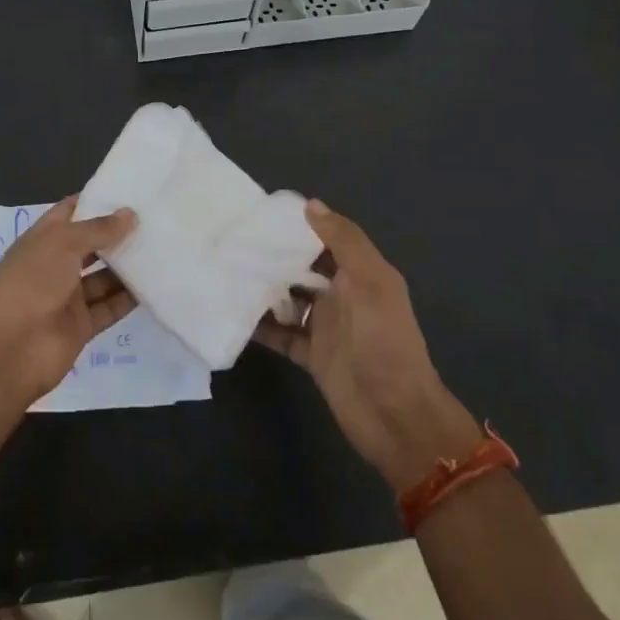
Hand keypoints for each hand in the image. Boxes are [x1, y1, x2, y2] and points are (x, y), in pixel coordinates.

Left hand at [0, 197, 138, 405]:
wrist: (9, 349)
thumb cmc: (31, 282)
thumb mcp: (62, 243)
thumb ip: (98, 229)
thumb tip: (130, 214)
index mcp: (43, 240)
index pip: (71, 212)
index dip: (97, 200)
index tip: (131, 190)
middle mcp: (56, 265)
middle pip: (92, 245)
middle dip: (119, 234)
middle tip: (158, 220)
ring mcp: (69, 297)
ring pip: (105, 277)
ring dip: (129, 266)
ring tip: (165, 248)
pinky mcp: (82, 326)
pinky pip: (110, 307)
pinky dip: (130, 298)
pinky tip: (158, 284)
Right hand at [254, 200, 482, 491]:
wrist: (395, 415)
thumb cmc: (384, 342)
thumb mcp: (371, 282)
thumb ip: (344, 241)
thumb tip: (310, 204)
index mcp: (360, 274)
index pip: (325, 239)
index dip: (298, 226)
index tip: (259, 214)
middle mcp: (342, 295)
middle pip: (302, 268)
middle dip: (273, 256)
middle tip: (231, 242)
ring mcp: (325, 327)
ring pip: (288, 300)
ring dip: (263, 289)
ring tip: (224, 273)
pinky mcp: (311, 355)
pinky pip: (280, 334)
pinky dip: (260, 326)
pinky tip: (232, 314)